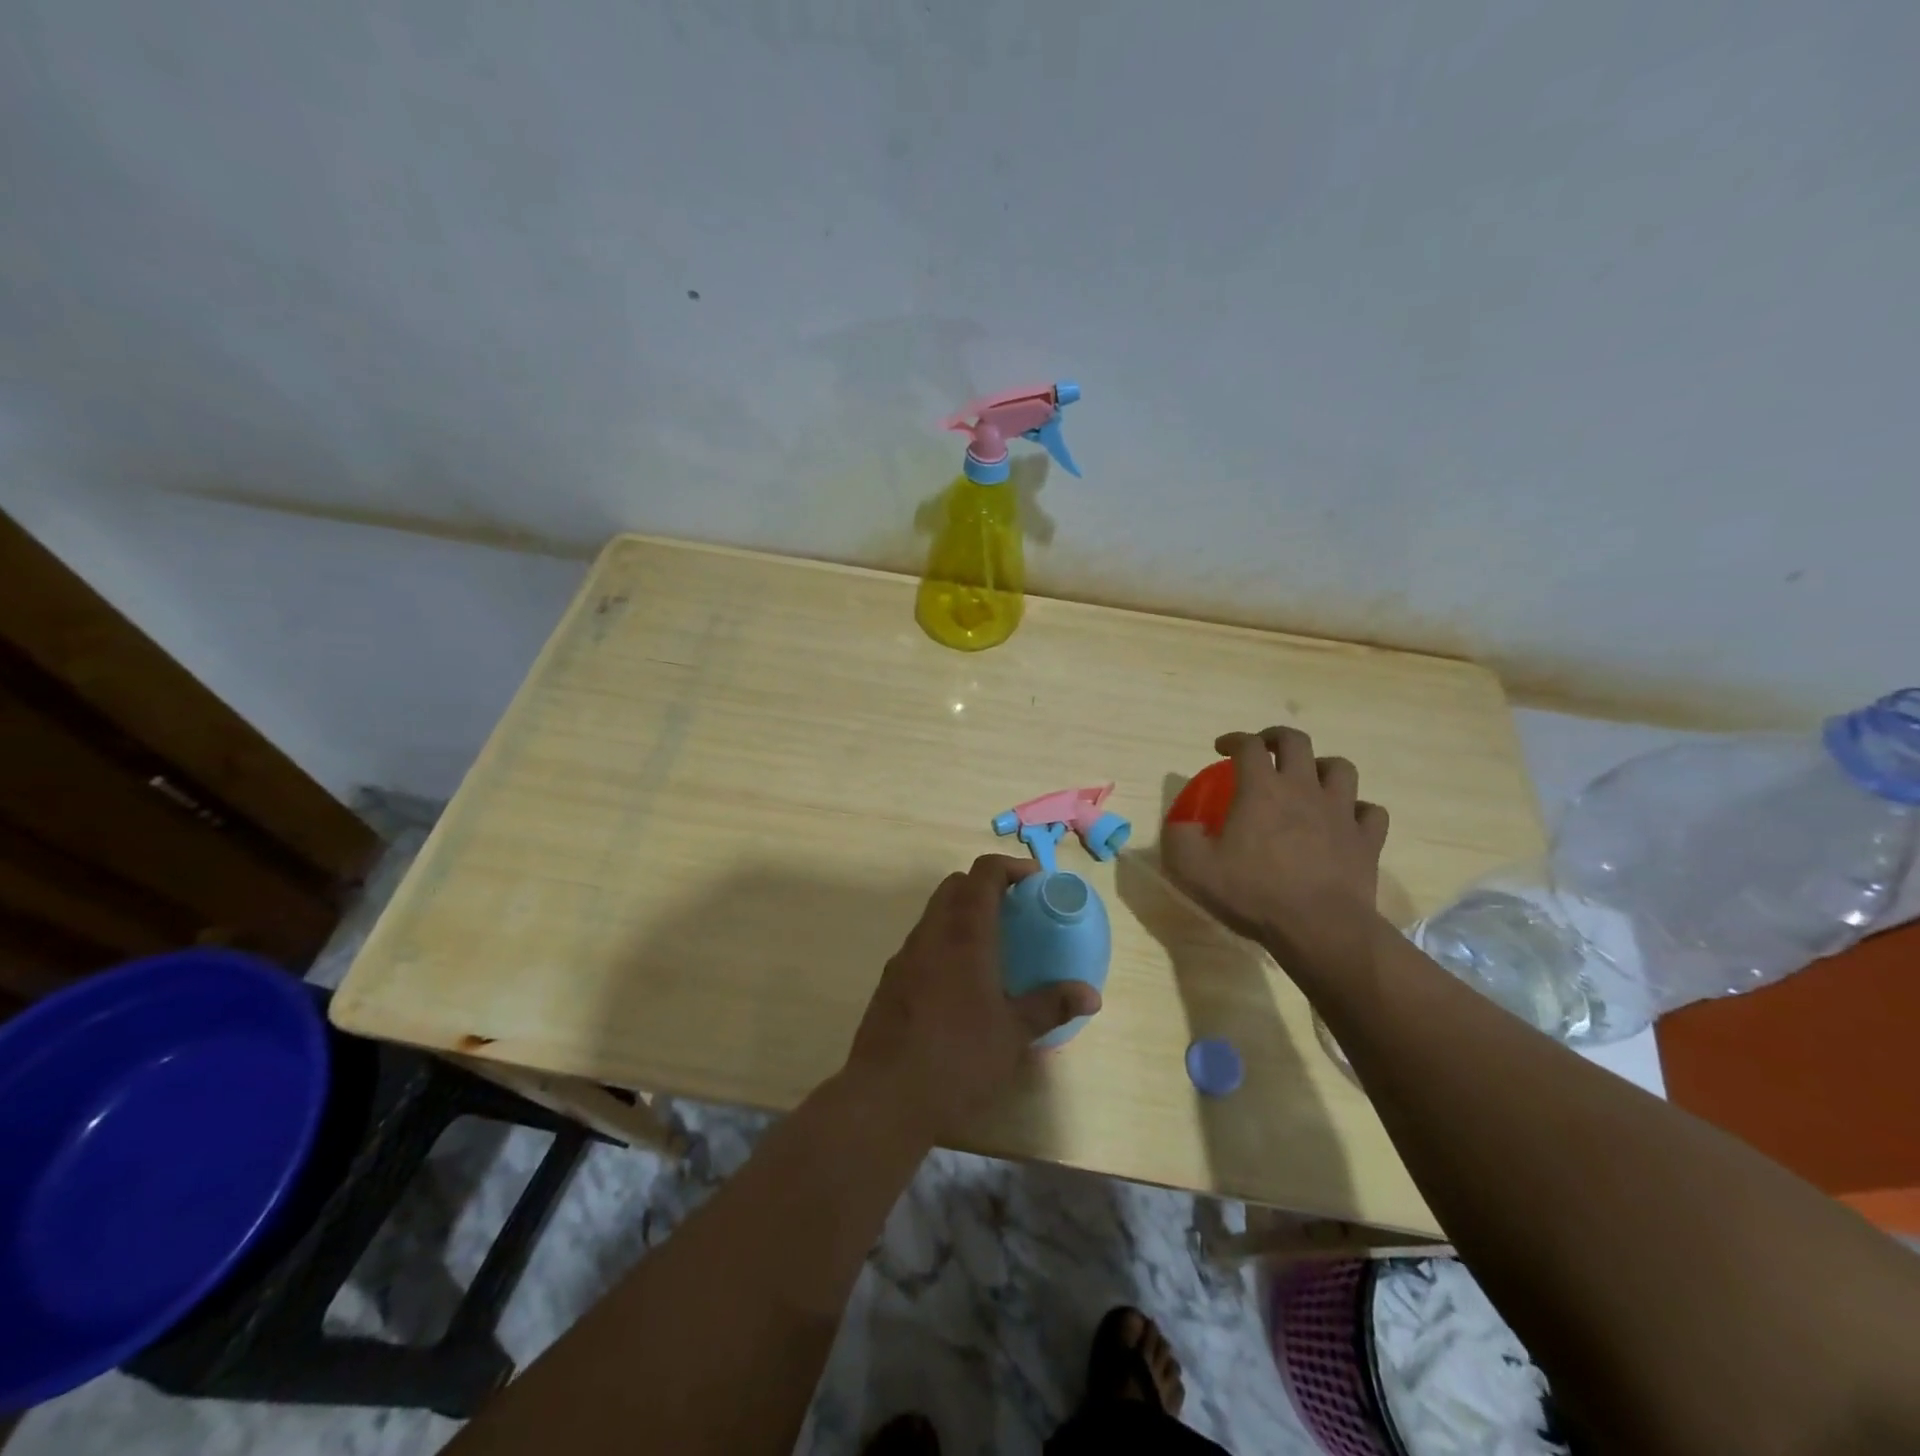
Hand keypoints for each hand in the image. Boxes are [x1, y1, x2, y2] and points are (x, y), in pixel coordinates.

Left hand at [846, 855, 1101, 1140]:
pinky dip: (943, 942)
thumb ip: (1050, 1006)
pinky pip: (921, 943)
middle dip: (984, 886)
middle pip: (955, 886)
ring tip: (990, 947)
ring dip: (961, 914)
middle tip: (1014, 910)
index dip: (1010, 867)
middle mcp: (931, 934)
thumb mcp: (1013, 1035)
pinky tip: (959, 982)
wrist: (884, 1096)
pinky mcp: (889, 981)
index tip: (1034, 882)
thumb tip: (1091, 995)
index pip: (983, 873)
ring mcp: (905, 956)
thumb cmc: (958, 1059)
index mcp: (964, 935)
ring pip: (934, 913)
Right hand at [1161, 727, 1389, 961]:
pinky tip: (1345, 820)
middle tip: (1264, 750)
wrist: (1319, 928)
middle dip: (1277, 738)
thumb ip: (1178, 838)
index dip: (1233, 740)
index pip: (1248, 746)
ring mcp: (1341, 812)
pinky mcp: (1366, 840)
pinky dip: (1358, 810)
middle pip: (1296, 742)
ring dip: (1321, 767)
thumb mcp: (1192, 868)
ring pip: (1340, 769)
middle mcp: (1303, 789)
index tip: (1221, 748)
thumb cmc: (1253, 893)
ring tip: (1309, 780)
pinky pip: (1371, 812)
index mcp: (1261, 790)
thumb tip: (1181, 825)